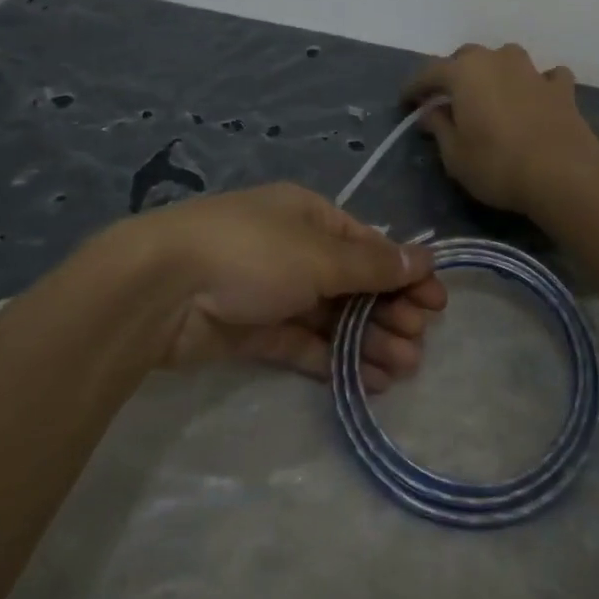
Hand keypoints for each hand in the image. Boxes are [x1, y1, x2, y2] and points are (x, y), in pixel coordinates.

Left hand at [131, 184, 446, 390]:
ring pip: (332, 316)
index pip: (368, 244)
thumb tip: (424, 257)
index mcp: (309, 216)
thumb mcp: (319, 254)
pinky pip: (305, 343)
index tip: (436, 302)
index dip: (403, 271)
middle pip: (353, 282)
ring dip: (368, 340)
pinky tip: (367, 381)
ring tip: (403, 369)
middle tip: (420, 341)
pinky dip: (334, 359)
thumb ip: (371, 264)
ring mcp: (272, 291)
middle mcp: (294, 249)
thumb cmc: (251, 253)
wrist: (162, 288)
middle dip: (389, 310)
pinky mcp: (254, 330)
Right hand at [404, 43, 598, 215]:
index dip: (415, 87)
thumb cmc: (497, 165)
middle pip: (468, 57)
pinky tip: (537, 97)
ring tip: (492, 93)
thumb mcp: (455, 155)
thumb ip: (439, 128)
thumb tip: (430, 111)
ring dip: (496, 71)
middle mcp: (497, 61)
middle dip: (454, 73)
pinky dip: (538, 83)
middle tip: (448, 97)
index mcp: (464, 73)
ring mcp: (532, 71)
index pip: (430, 72)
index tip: (406, 102)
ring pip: (507, 58)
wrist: (563, 173)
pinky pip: (546, 76)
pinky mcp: (561, 88)